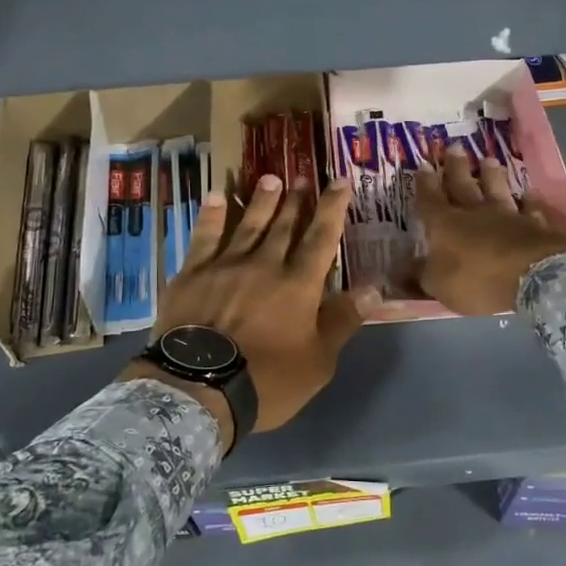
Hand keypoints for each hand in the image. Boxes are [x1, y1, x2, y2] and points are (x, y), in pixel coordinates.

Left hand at [136, 173, 380, 433]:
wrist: (199, 388)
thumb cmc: (267, 382)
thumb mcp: (318, 362)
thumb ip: (342, 321)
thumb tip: (373, 288)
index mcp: (298, 285)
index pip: (321, 239)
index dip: (332, 208)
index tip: (340, 181)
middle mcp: (264, 265)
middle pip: (284, 226)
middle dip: (296, 201)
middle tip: (302, 177)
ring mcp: (225, 266)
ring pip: (247, 225)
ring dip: (260, 201)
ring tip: (269, 179)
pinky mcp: (191, 274)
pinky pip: (203, 237)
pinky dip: (211, 216)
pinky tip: (215, 197)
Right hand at [416, 144, 565, 315]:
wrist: (531, 275)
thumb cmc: (476, 280)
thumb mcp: (439, 285)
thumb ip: (422, 275)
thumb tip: (402, 269)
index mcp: (444, 224)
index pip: (430, 199)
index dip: (425, 184)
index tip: (424, 165)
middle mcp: (474, 213)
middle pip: (462, 185)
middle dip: (456, 167)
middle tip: (454, 147)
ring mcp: (507, 215)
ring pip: (496, 189)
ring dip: (491, 175)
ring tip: (488, 160)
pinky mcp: (534, 224)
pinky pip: (529, 208)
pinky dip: (528, 200)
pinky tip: (529, 193)